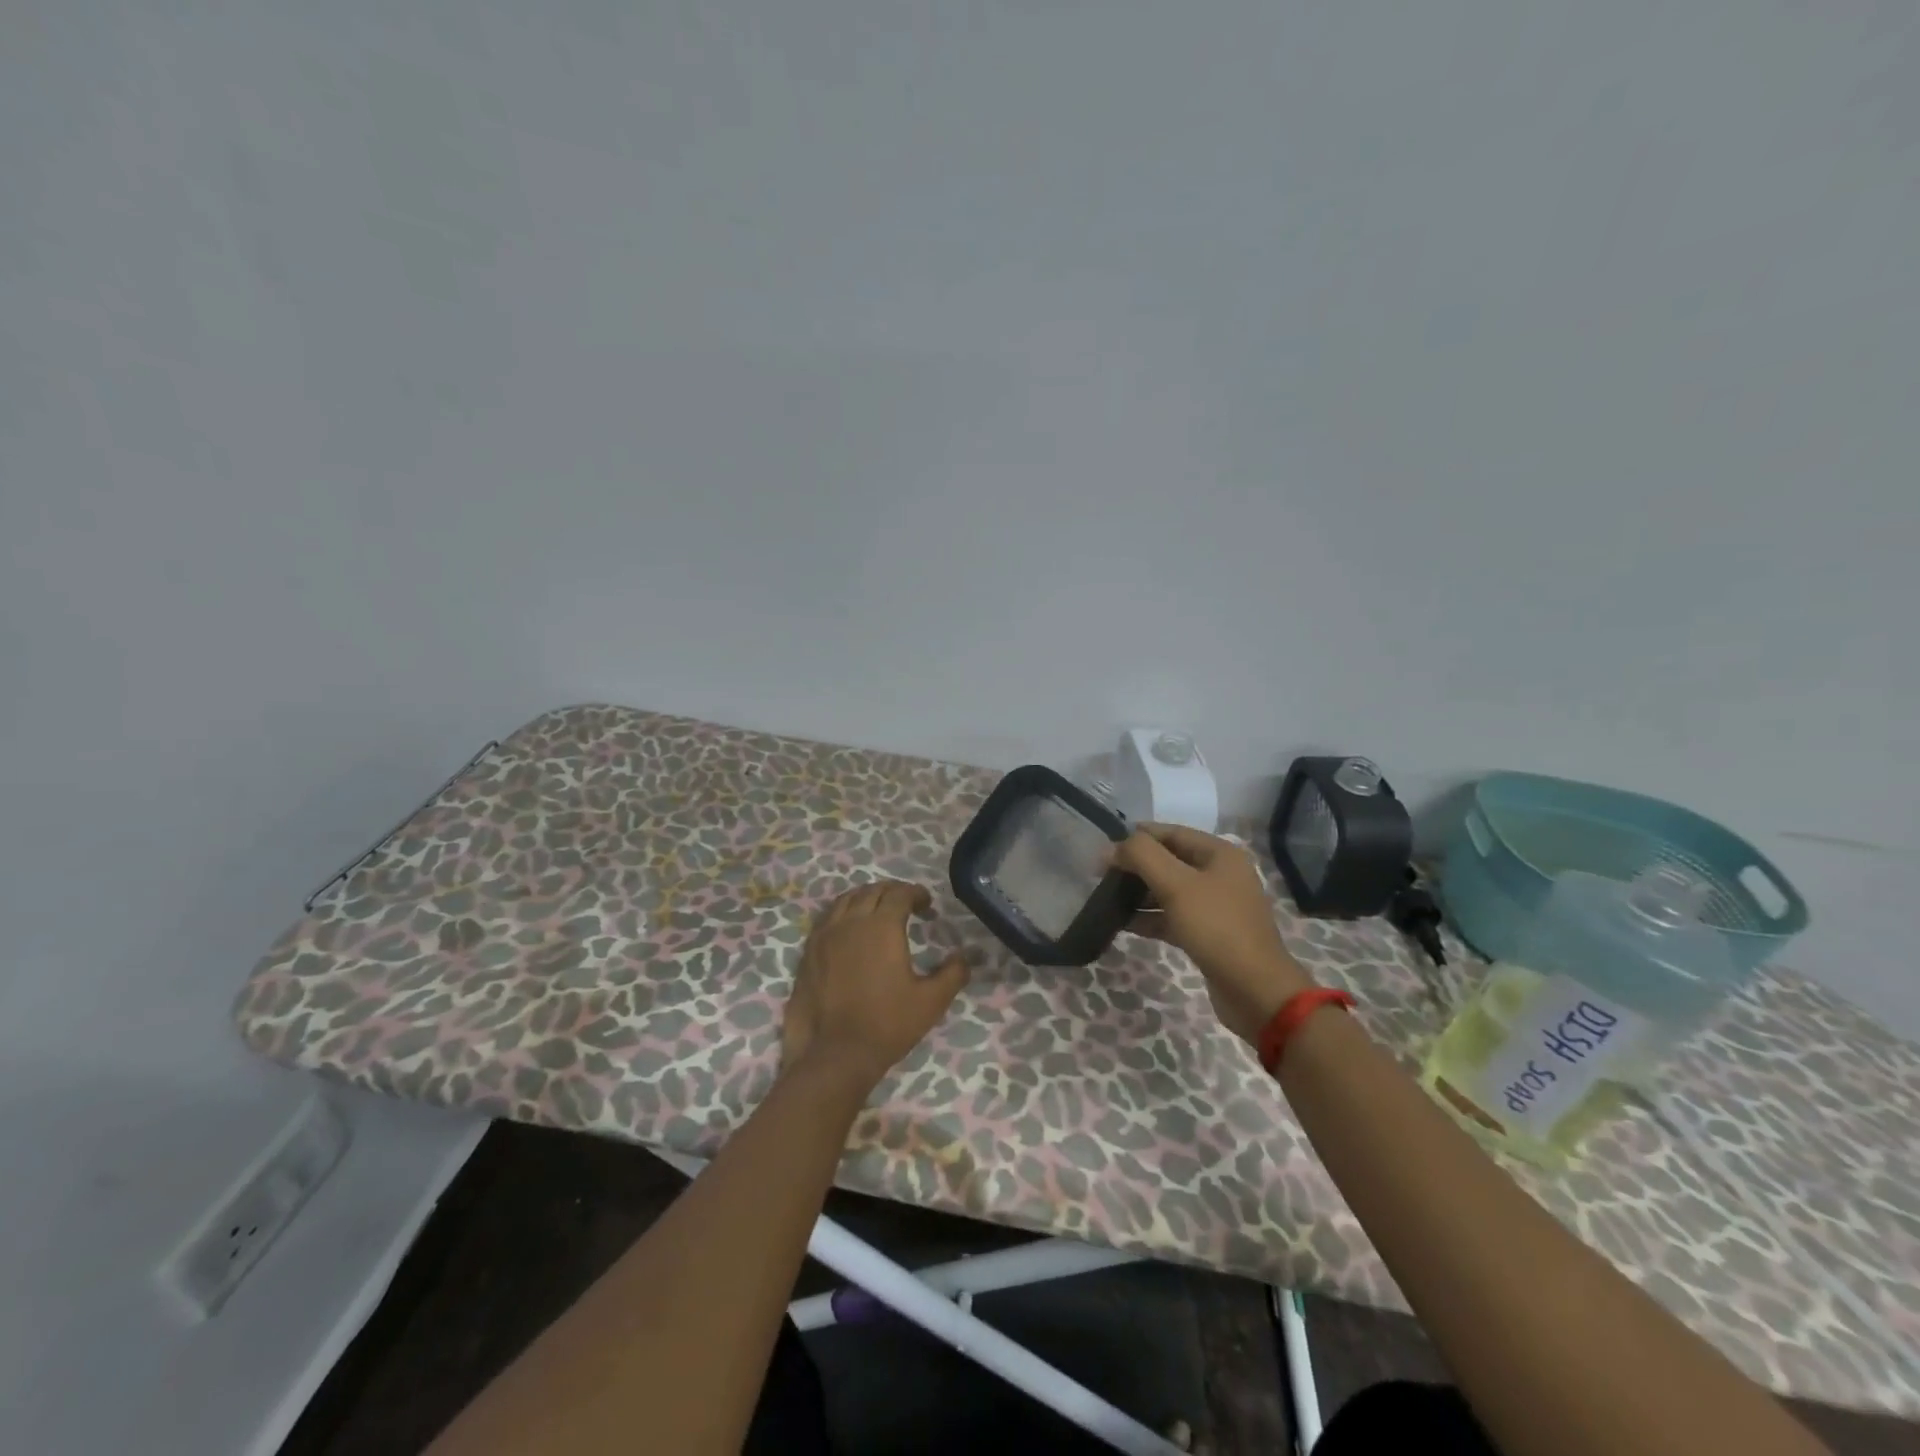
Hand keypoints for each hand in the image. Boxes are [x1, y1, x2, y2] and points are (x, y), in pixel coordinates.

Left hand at [781, 881, 968, 1092]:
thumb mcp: (931, 1001)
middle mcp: (852, 921)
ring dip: (866, 897)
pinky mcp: (809, 950)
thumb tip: (963, 956)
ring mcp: (826, 934)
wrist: (835, 1053)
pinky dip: (843, 912)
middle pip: (872, 890)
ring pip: (847, 899)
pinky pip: (828, 917)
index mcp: (882, 925)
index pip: (900, 893)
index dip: (916, 893)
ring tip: (877, 910)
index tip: (927, 905)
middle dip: (892, 891)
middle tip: (906, 905)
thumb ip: (953, 973)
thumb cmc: (887, 1024)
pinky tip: (850, 928)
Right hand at [1114, 824, 1314, 1045]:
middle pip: (1168, 861)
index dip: (1137, 837)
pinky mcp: (1207, 934)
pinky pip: (1172, 917)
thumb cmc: (1216, 927)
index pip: (1171, 833)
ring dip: (1139, 893)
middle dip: (1136, 866)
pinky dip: (1149, 918)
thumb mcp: (1176, 885)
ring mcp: (1215, 906)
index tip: (1105, 849)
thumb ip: (1142, 856)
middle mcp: (1219, 874)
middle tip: (1101, 875)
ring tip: (1106, 898)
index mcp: (1219, 854)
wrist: (1255, 990)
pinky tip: (1122, 923)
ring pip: (1168, 890)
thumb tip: (1112, 848)